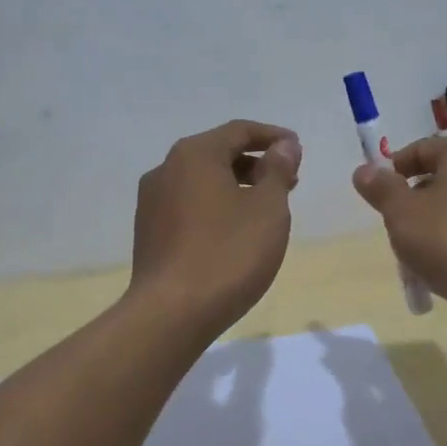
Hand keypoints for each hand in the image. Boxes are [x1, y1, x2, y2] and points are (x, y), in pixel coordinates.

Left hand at [131, 120, 302, 331]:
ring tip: (266, 209)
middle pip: (218, 153)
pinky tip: (234, 232)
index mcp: (194, 155)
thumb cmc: (228, 253)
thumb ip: (278, 171)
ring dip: (237, 186)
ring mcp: (151, 202)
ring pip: (202, 181)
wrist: (171, 314)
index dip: (273, 137)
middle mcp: (166, 169)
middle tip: (289, 181)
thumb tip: (284, 146)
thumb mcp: (268, 208)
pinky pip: (189, 205)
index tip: (298, 149)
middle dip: (256, 163)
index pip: (239, 131)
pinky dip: (216, 206)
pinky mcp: (148, 232)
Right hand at [352, 135, 446, 313]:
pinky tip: (442, 273)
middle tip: (395, 230)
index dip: (393, 171)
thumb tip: (364, 171)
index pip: (421, 149)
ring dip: (431, 230)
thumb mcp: (402, 213)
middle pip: (439, 181)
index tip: (376, 197)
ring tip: (415, 259)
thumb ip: (381, 189)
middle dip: (412, 205)